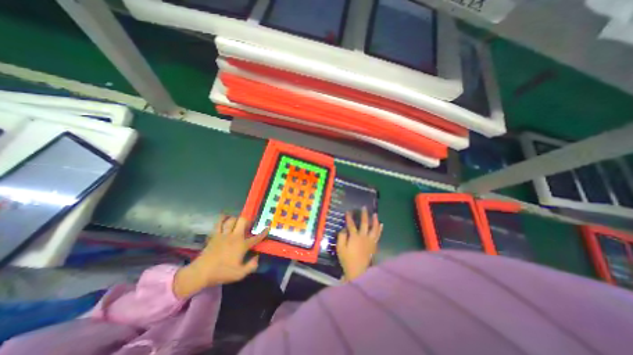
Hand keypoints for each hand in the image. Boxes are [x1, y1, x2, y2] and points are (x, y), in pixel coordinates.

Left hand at [172, 216, 266, 297]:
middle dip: (248, 220)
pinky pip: (218, 222)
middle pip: (243, 221)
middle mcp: (234, 236)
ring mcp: (224, 234)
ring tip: (238, 222)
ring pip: (232, 220)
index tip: (268, 227)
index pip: (256, 237)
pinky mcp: (214, 235)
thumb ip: (252, 266)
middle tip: (249, 224)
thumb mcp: (240, 274)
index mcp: (242, 245)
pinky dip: (222, 218)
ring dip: (236, 219)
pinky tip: (225, 218)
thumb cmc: (222, 273)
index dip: (263, 232)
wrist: (201, 273)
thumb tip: (258, 257)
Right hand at [334, 208, 382, 280]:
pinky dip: (379, 229)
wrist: (359, 272)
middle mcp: (364, 237)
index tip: (348, 211)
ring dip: (375, 220)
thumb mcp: (340, 249)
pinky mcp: (374, 246)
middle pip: (365, 223)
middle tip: (364, 207)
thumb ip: (341, 237)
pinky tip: (381, 225)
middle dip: (364, 215)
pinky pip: (378, 235)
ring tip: (375, 214)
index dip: (349, 217)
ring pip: (374, 228)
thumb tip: (344, 229)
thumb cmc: (347, 260)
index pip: (351, 224)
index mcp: (355, 237)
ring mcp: (370, 241)